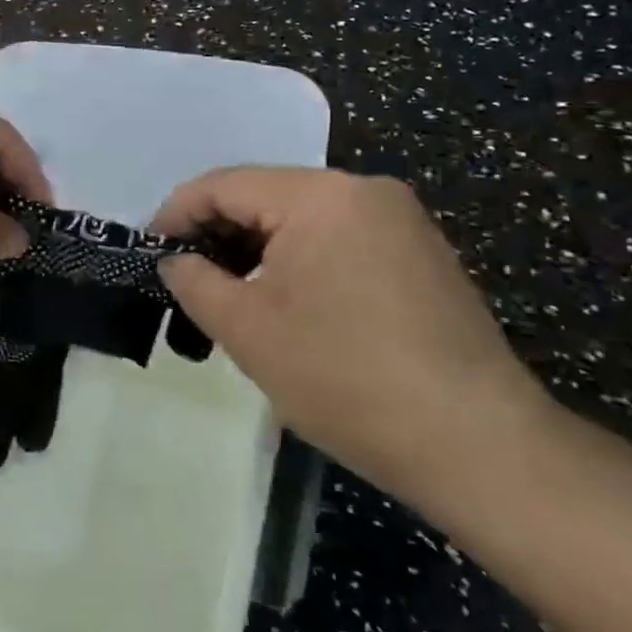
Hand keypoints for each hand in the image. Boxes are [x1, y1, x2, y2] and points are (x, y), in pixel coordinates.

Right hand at [154, 168, 553, 510]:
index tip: (150, 251)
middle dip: (219, 233)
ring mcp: (399, 219)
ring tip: (231, 295)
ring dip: (258, 249)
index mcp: (321, 195)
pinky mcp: (420, 251)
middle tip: (186, 279)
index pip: (225, 185)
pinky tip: (288, 302)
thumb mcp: (249, 331)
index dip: (178, 213)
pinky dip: (300, 260)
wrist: (480, 446)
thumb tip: (174, 260)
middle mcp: (363, 189)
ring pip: (302, 217)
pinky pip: (339, 237)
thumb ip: (195, 282)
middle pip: (265, 196)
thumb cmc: (348, 380)